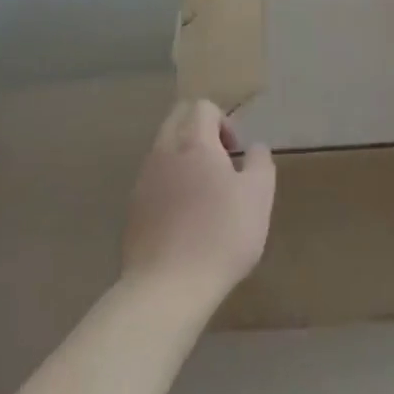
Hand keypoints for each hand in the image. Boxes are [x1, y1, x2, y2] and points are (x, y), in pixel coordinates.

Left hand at [123, 99, 275, 304]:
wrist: (167, 287)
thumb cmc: (221, 235)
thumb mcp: (258, 197)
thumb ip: (260, 163)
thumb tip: (256, 147)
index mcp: (193, 141)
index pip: (203, 107)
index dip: (224, 121)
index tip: (236, 152)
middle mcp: (163, 151)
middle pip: (177, 119)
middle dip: (200, 131)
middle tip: (221, 163)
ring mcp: (143, 179)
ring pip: (163, 149)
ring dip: (183, 158)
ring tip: (204, 193)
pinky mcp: (132, 208)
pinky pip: (153, 180)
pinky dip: (169, 185)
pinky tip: (184, 218)